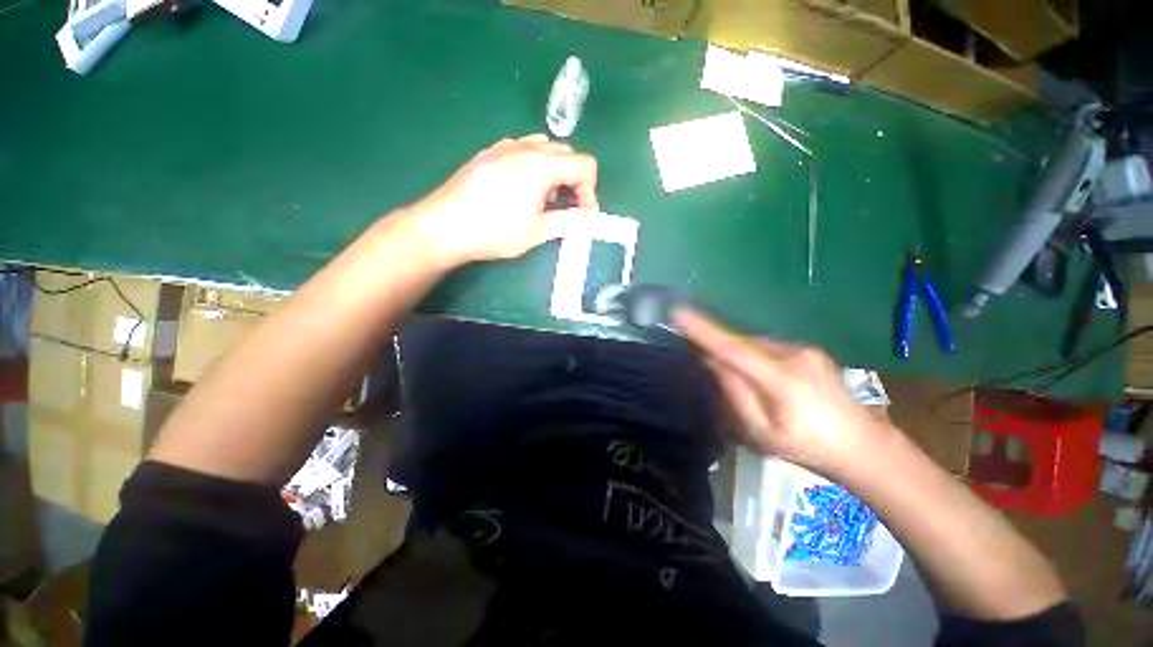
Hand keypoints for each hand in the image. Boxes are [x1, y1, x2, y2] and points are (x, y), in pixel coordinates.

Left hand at [403, 134, 599, 268]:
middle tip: (566, 208)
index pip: (584, 165)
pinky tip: (523, 190)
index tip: (583, 215)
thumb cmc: (494, 231)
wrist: (443, 227)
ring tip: (545, 200)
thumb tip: (591, 221)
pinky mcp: (489, 153)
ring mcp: (504, 146)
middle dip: (574, 181)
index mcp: (541, 164)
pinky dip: (535, 167)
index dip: (590, 191)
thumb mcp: (537, 231)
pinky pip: (523, 150)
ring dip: (555, 172)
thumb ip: (569, 222)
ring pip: (545, 148)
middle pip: (566, 153)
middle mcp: (525, 147)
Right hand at [674, 306, 891, 475]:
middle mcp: (794, 355)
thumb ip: (733, 395)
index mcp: (783, 380)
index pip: (733, 349)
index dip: (704, 331)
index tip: (679, 312)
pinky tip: (758, 375)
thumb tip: (711, 362)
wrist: (863, 446)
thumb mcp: (761, 433)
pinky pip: (767, 346)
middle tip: (698, 358)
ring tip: (733, 375)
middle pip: (741, 343)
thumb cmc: (807, 447)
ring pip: (754, 343)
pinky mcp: (809, 349)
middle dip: (718, 345)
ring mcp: (805, 349)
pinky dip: (752, 354)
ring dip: (736, 352)